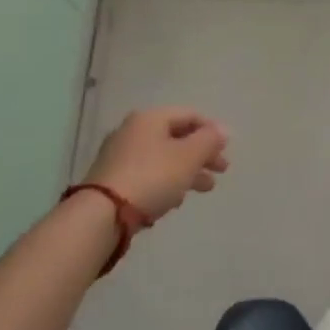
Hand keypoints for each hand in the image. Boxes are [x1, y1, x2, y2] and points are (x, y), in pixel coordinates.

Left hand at [83, 107, 229, 219]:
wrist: (103, 214)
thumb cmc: (152, 177)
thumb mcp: (189, 156)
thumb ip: (209, 140)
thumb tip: (223, 129)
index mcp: (151, 118)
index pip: (189, 115)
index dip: (211, 130)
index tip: (226, 150)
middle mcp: (133, 131)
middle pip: (176, 137)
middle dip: (201, 154)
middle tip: (220, 171)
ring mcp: (119, 155)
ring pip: (163, 158)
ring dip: (186, 171)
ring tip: (203, 189)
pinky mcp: (112, 179)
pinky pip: (147, 174)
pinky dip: (166, 182)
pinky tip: (174, 200)